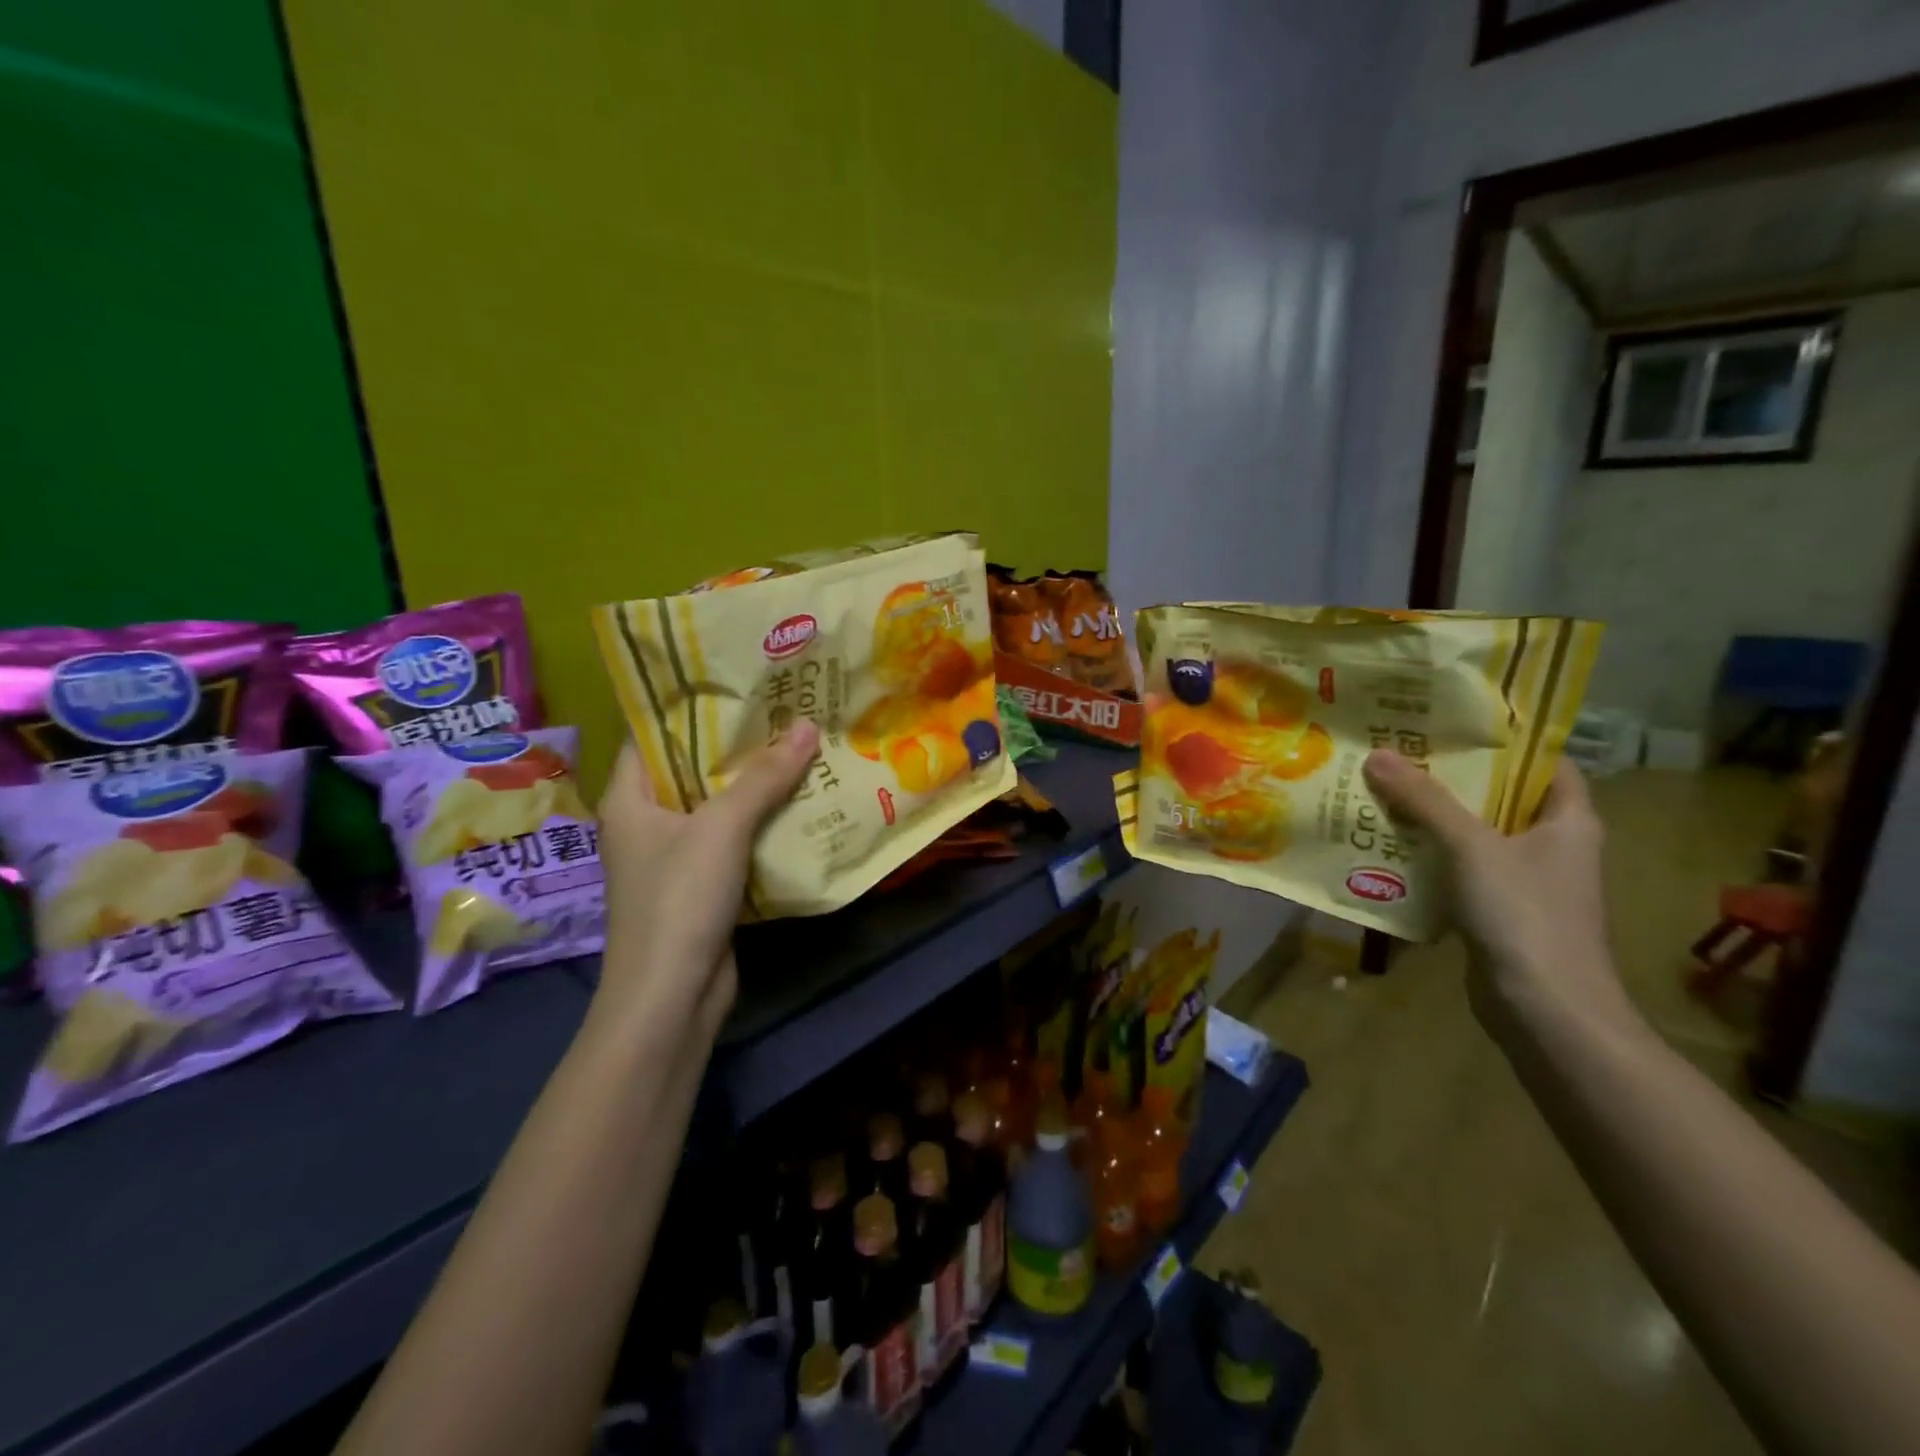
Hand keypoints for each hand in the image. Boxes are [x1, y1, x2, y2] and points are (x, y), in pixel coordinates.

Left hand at [593, 721, 818, 1034]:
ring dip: (757, 782)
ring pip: (719, 804)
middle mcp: (648, 821)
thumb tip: (808, 726)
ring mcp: (675, 854)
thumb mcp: (722, 828)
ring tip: (802, 743)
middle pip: (692, 767)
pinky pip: (734, 837)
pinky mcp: (703, 882)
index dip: (688, 705)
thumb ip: (764, 776)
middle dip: (737, 742)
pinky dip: (763, 820)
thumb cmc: (679, 899)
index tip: (736, 680)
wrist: (672, 996)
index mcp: (630, 798)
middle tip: (785, 708)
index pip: (651, 734)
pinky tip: (801, 799)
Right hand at [1362, 751, 1637, 1039]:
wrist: (1545, 1011)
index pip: (1546, 765)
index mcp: (1567, 822)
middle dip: (1451, 779)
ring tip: (1381, 792)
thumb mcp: (1472, 846)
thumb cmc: (1525, 915)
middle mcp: (1552, 847)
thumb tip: (1378, 754)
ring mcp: (1525, 883)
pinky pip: (1459, 871)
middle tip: (1399, 754)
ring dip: (1432, 819)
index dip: (1506, 743)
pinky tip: (1387, 847)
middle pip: (1500, 799)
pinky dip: (1428, 858)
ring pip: (1474, 837)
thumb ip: (1425, 800)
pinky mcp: (1497, 913)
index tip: (1452, 724)